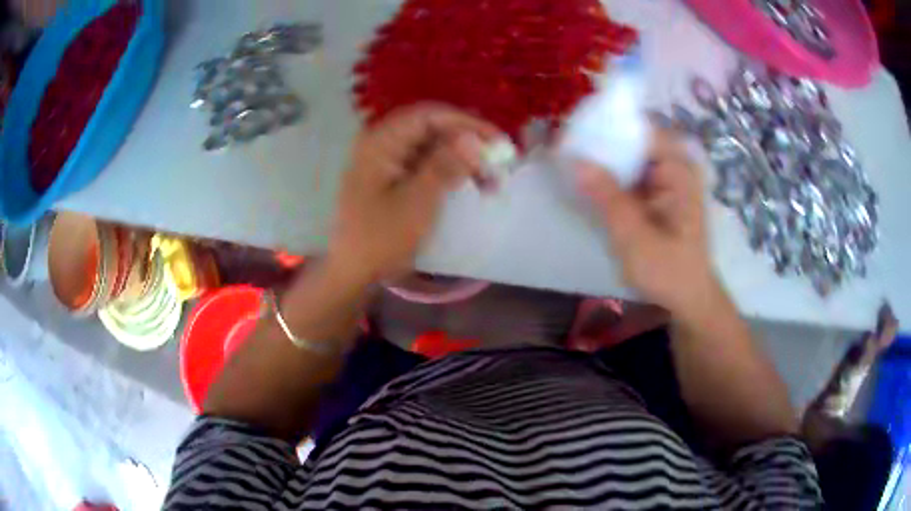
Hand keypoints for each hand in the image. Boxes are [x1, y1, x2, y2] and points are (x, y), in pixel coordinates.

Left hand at [329, 103, 501, 282]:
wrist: (353, 271)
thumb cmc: (380, 238)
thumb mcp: (417, 202)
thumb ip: (446, 166)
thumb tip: (475, 138)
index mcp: (381, 141)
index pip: (430, 116)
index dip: (467, 123)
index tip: (498, 141)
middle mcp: (383, 142)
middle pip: (432, 129)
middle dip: (469, 144)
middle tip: (499, 164)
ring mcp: (387, 160)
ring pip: (433, 147)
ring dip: (463, 160)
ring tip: (490, 182)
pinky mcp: (392, 176)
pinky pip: (426, 164)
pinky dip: (449, 172)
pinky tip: (471, 186)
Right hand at [574, 128, 719, 316]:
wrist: (687, 299)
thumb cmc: (668, 272)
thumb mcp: (634, 237)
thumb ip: (607, 197)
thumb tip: (576, 160)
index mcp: (679, 169)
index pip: (639, 129)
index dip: (605, 128)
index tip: (572, 134)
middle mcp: (675, 165)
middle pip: (632, 140)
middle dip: (600, 144)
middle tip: (563, 149)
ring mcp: (667, 178)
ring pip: (629, 157)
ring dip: (602, 161)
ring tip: (569, 162)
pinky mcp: (658, 192)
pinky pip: (630, 173)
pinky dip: (610, 177)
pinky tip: (588, 183)